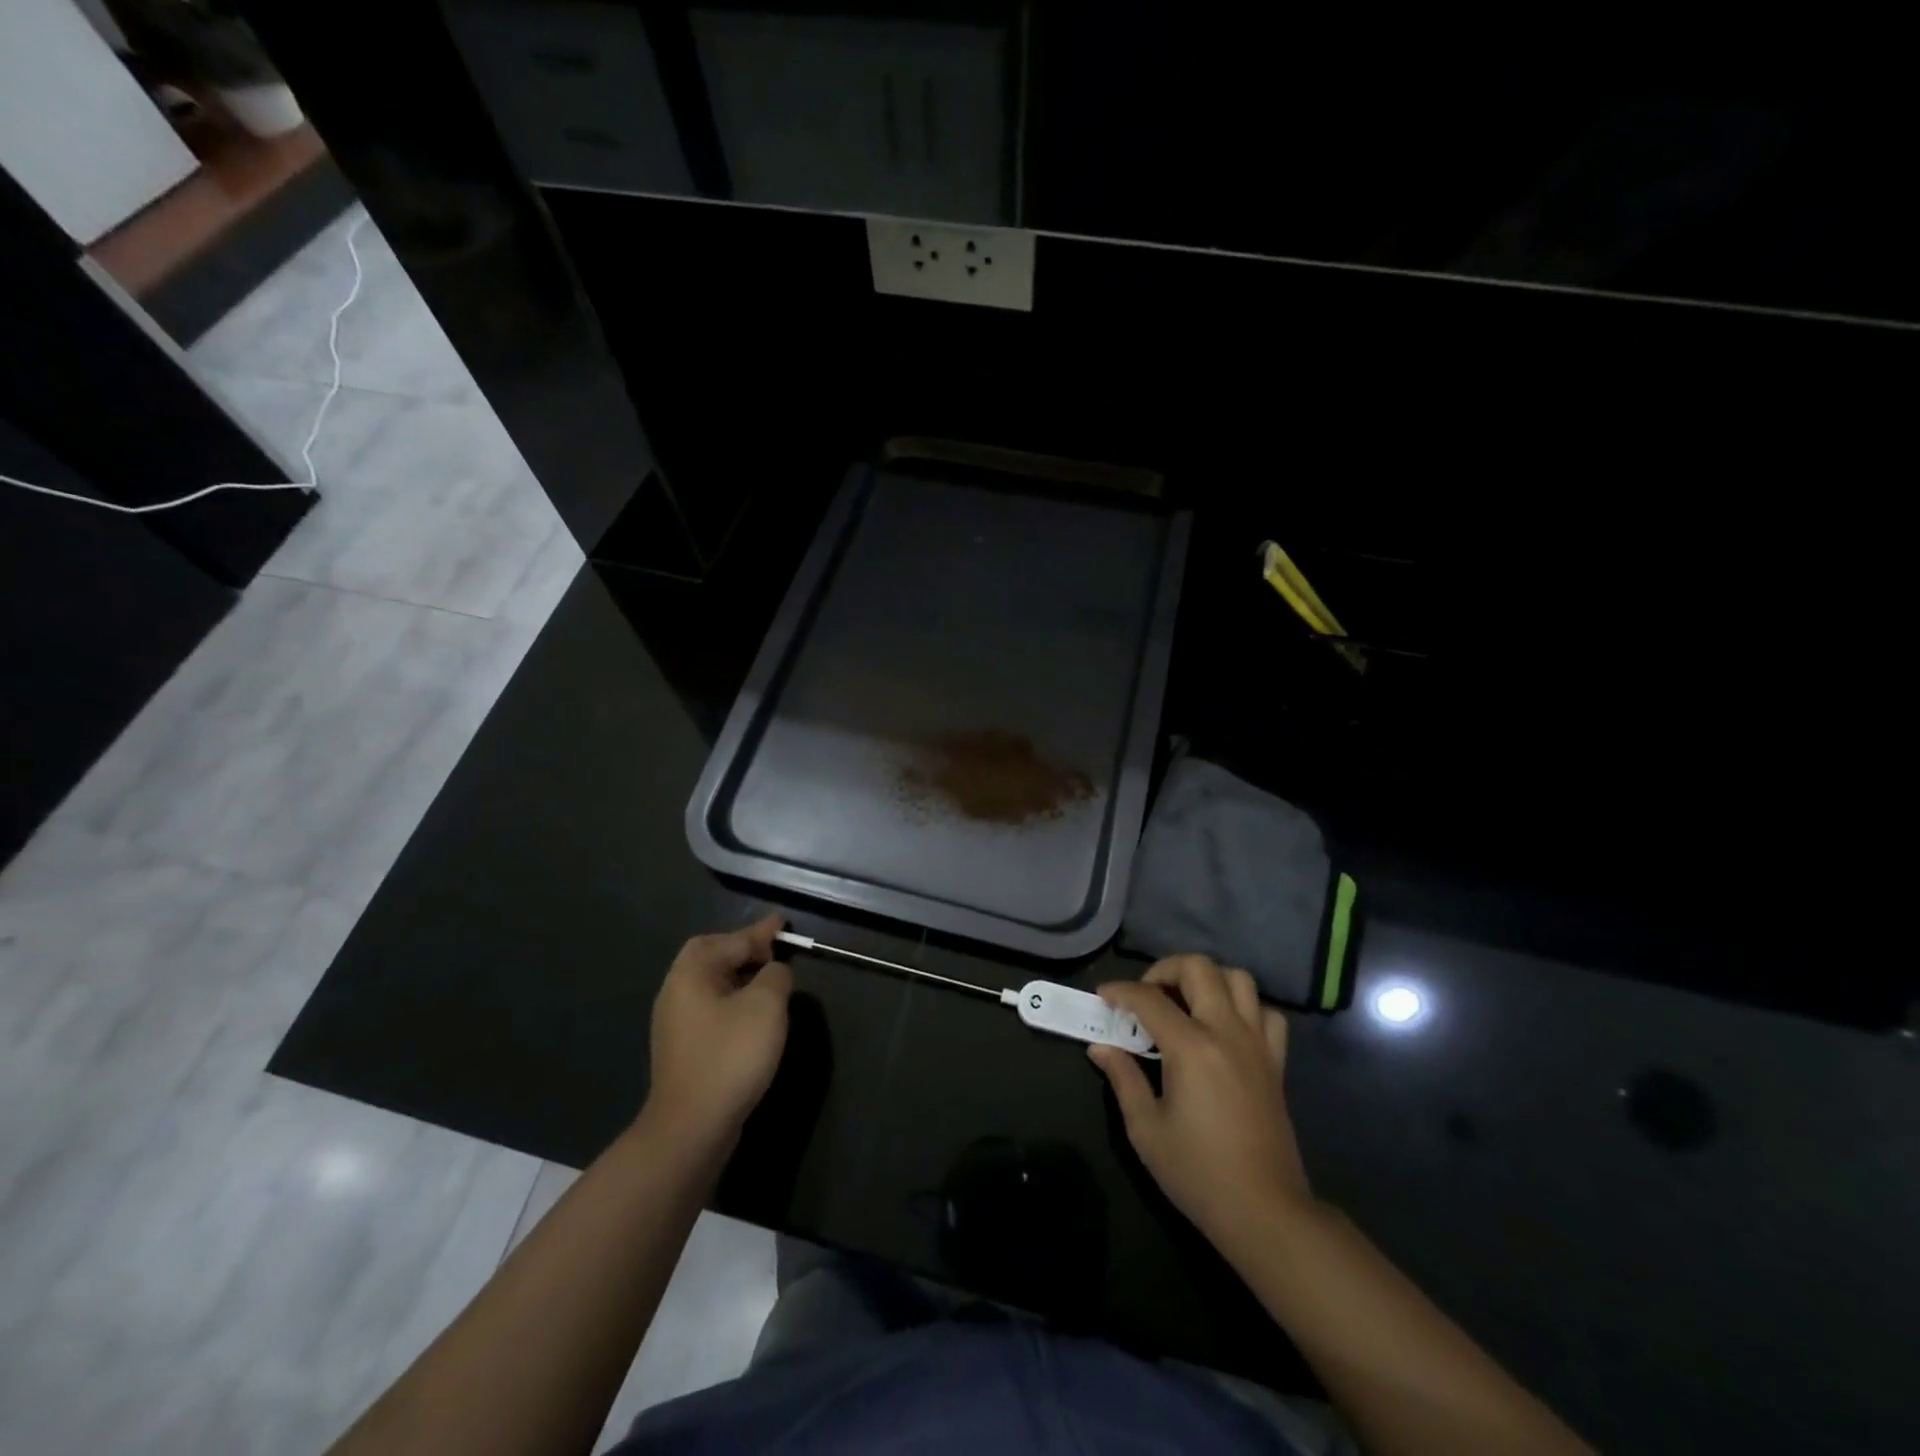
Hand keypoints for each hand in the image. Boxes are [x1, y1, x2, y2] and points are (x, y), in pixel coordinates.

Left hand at [644, 914, 793, 1148]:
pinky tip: (753, 1014)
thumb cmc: (730, 1055)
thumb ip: (775, 975)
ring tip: (769, 978)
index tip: (783, 923)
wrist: (692, 1126)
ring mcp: (676, 1023)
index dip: (760, 931)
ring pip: (711, 983)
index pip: (730, 940)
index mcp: (691, 974)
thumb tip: (774, 971)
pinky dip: (734, 999)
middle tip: (772, 949)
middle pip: (710, 956)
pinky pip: (711, 1007)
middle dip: (742, 948)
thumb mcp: (766, 1005)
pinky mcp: (684, 1049)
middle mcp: (676, 992)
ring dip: (739, 975)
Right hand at [1091, 955, 1312, 1256]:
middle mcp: (1226, 1032)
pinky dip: (1245, 1007)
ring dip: (1207, 979)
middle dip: (1165, 969)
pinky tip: (1225, 1027)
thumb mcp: (1146, 1129)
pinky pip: (1267, 1013)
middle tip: (1146, 995)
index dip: (1120, 991)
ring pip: (1238, 979)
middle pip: (1198, 968)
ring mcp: (1256, 1044)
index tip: (1103, 996)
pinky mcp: (1276, 1062)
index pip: (1149, 997)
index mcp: (1191, 1047)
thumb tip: (1100, 1047)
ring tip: (1185, 1002)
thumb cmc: (1198, 1173)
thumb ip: (1123, 1078)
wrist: (1265, 1212)